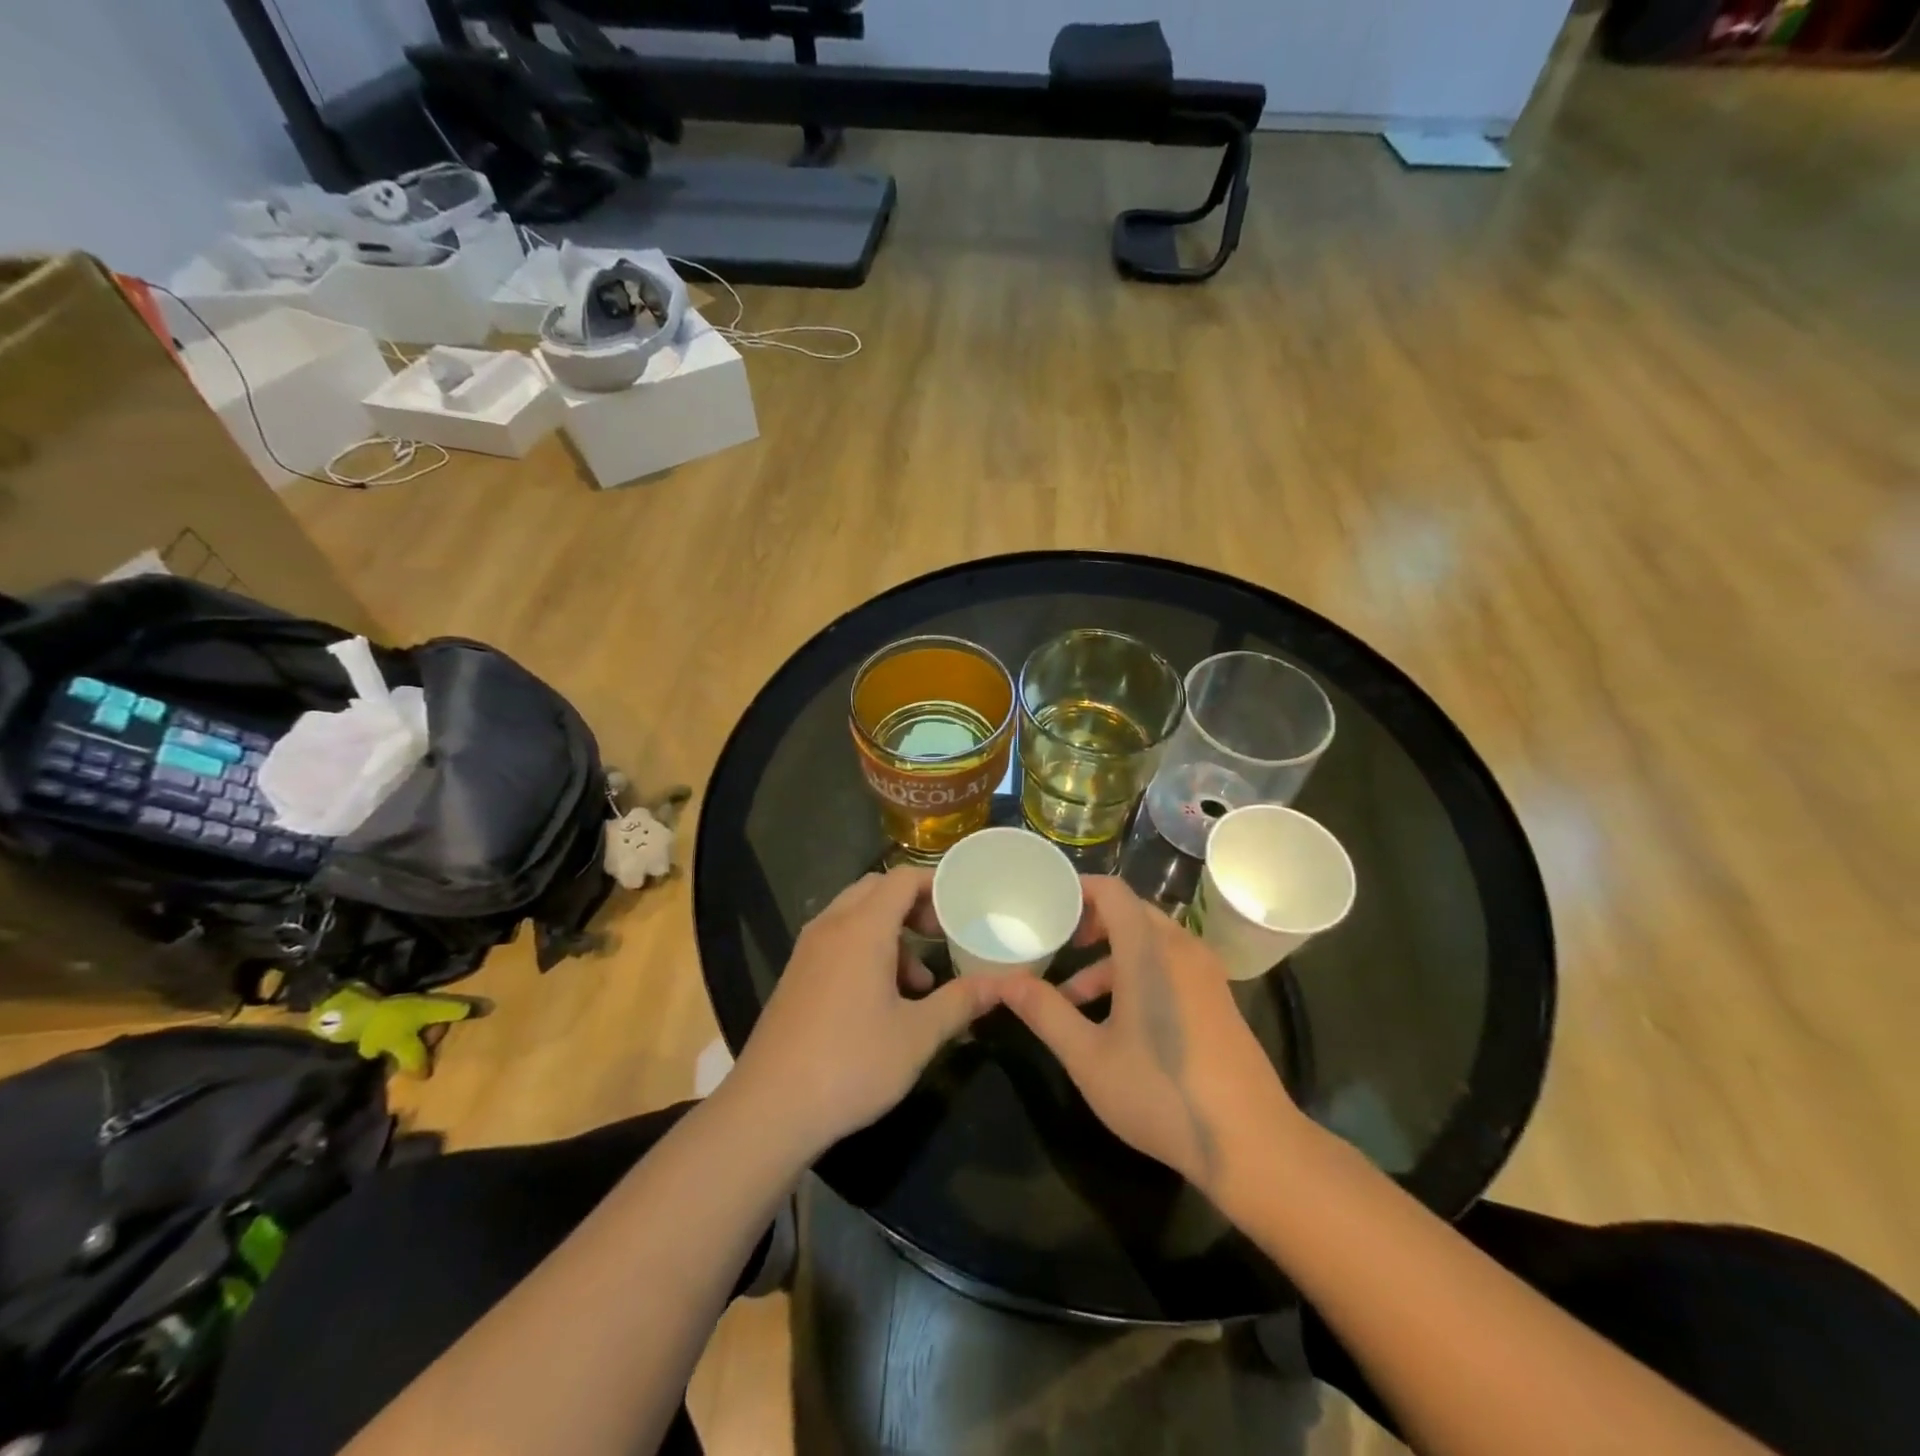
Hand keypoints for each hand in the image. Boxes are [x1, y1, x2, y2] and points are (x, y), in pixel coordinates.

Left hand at [729, 867, 1004, 1157]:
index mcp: (862, 928)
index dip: (936, 884)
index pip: (902, 879)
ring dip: (890, 933)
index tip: (963, 906)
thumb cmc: (851, 1063)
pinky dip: (865, 950)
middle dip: (913, 906)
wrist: (769, 1109)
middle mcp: (831, 927)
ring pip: (855, 916)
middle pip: (876, 890)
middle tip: (941, 935)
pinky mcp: (795, 975)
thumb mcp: (918, 1035)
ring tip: (919, 982)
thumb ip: (961, 1002)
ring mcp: (807, 950)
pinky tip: (882, 1001)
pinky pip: (837, 940)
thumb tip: (1003, 984)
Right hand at [998, 876, 1299, 1194]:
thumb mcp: (1089, 1057)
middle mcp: (1181, 948)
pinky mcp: (1217, 998)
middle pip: (1130, 912)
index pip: (1112, 891)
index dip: (1078, 889)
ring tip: (1072, 999)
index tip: (1046, 904)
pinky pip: (1169, 963)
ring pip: (1149, 942)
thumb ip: (1045, 1012)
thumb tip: (1003, 982)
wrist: (1252, 1143)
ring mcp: (1205, 973)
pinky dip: (1137, 972)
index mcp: (1149, 950)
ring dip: (1109, 957)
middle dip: (1089, 924)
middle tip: (1055, 945)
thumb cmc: (1161, 1093)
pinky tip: (1117, 1020)